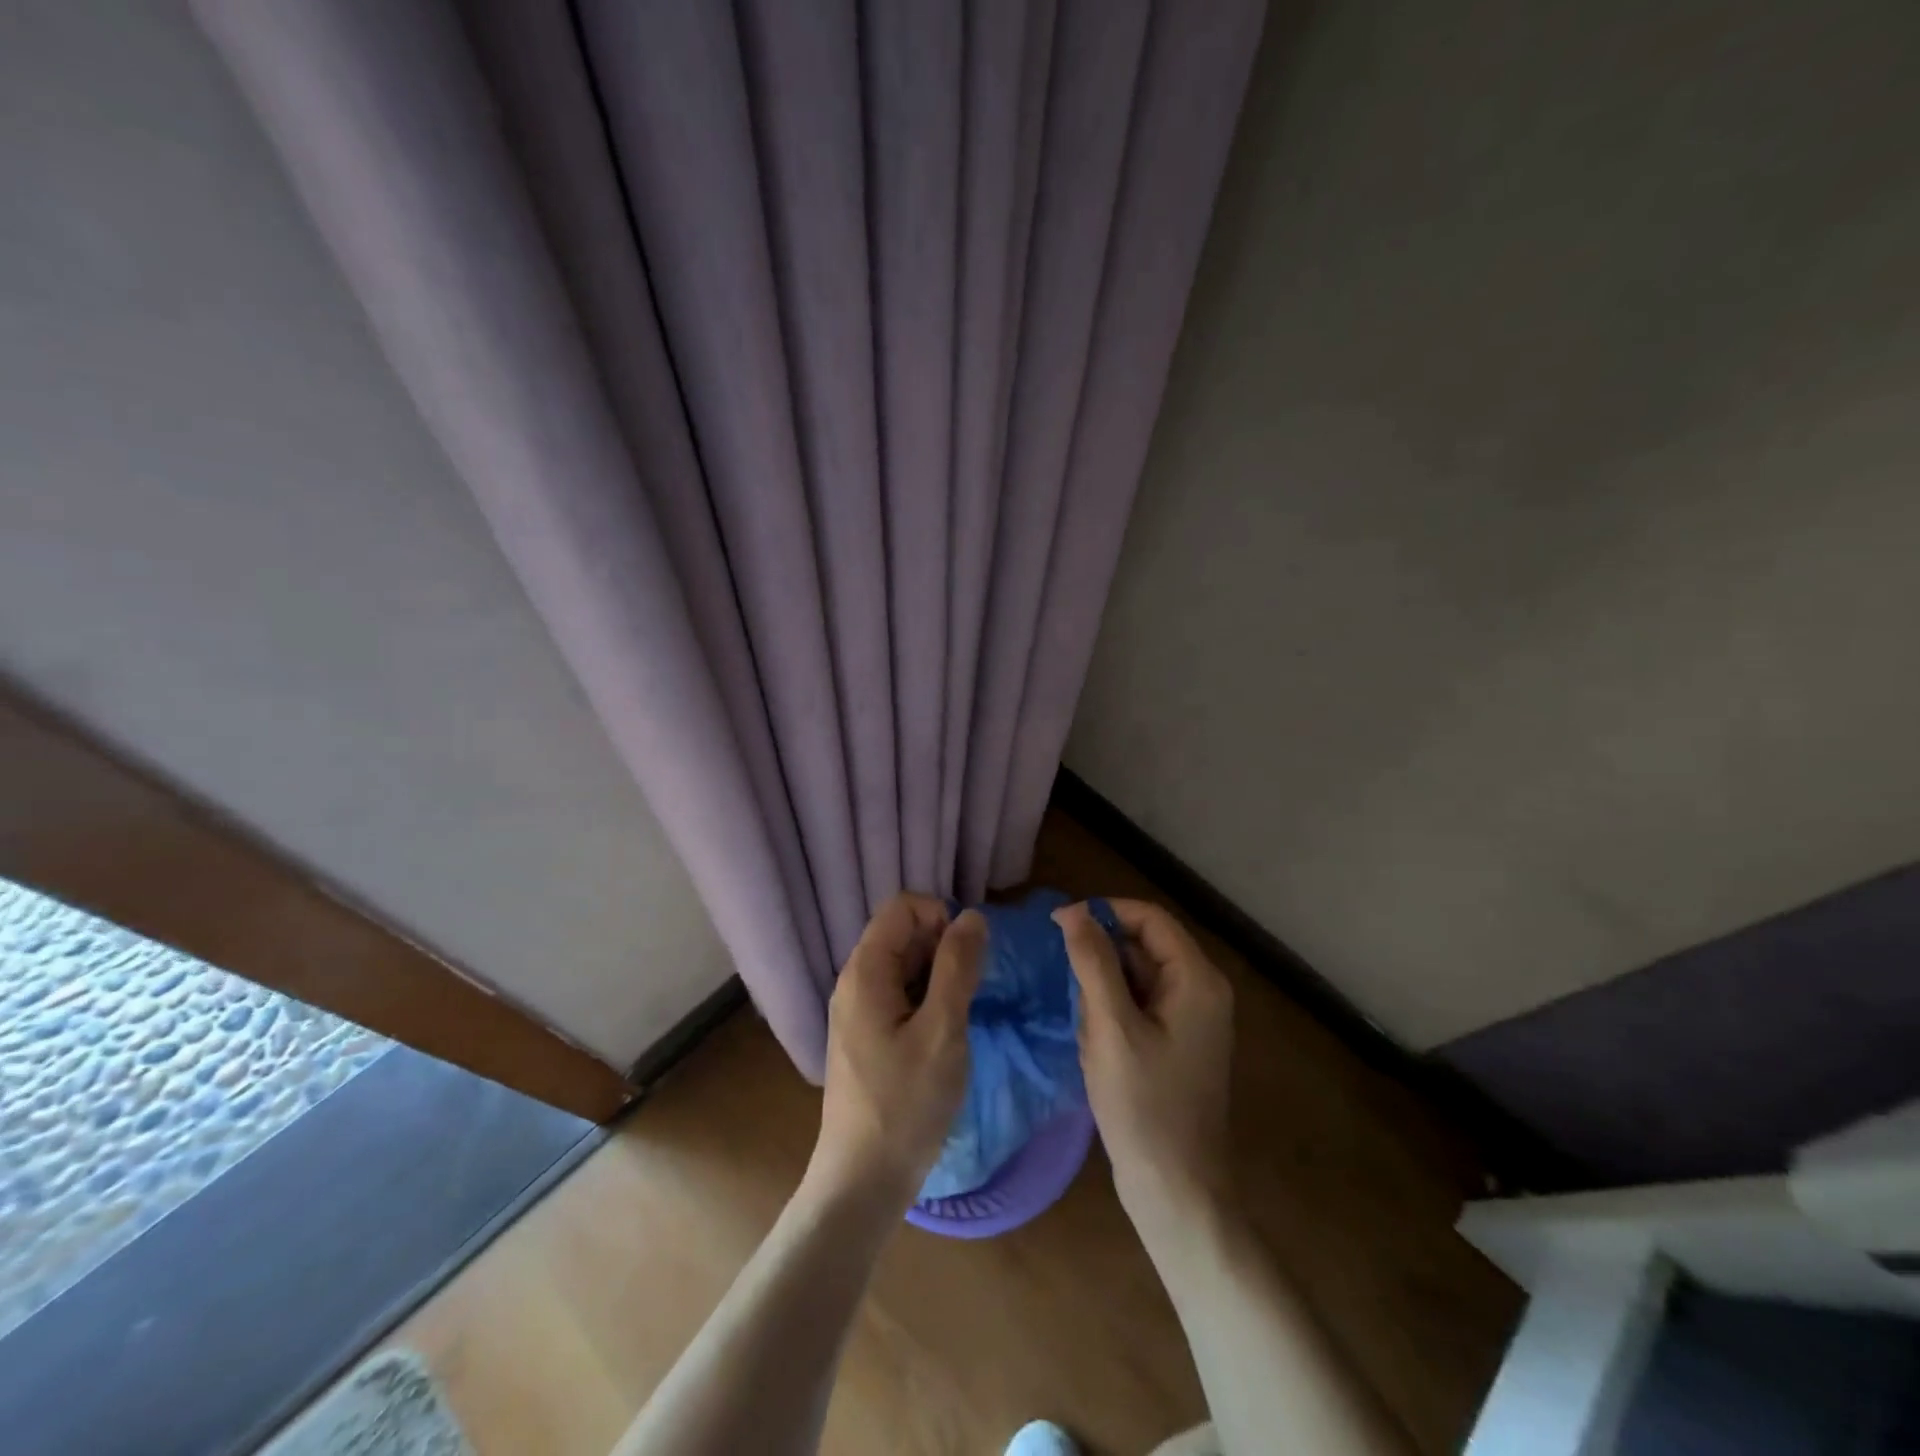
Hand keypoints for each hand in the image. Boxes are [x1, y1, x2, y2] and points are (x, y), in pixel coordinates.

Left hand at [809, 895, 985, 1209]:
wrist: (862, 1182)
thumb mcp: (943, 1030)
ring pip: (905, 966)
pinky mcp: (866, 1035)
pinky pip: (900, 995)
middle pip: (903, 934)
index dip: (940, 917)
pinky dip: (926, 1000)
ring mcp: (858, 1010)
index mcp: (866, 971)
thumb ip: (958, 967)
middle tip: (968, 994)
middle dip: (943, 948)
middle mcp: (855, 981)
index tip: (967, 957)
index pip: (903, 906)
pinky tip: (943, 1036)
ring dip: (938, 977)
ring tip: (958, 1019)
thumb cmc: (905, 1104)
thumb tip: (971, 915)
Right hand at [1054, 898, 1234, 1238]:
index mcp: (1197, 979)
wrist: (1176, 1191)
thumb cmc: (1144, 1107)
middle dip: (1100, 959)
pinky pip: (1140, 1005)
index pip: (1149, 918)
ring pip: (1137, 976)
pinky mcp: (1178, 1041)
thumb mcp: (1111, 1028)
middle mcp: (1202, 989)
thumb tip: (1073, 911)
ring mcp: (1192, 1018)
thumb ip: (1093, 962)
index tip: (1058, 925)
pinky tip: (1095, 1045)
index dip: (1103, 912)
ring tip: (1085, 1029)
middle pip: (1143, 945)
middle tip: (1066, 986)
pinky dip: (1112, 1014)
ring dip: (1103, 991)